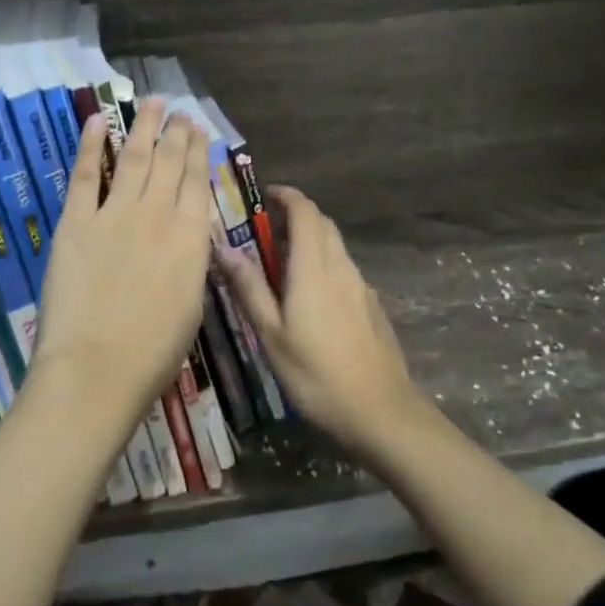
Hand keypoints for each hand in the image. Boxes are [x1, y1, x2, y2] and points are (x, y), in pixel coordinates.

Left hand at [31, 100, 211, 428]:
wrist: (97, 369)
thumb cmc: (154, 351)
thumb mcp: (193, 304)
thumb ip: (191, 262)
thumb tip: (190, 239)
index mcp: (190, 237)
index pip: (197, 181)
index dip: (198, 151)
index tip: (199, 129)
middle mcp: (156, 214)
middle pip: (169, 161)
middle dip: (175, 131)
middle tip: (178, 109)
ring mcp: (114, 214)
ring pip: (132, 158)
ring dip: (143, 127)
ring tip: (152, 102)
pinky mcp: (76, 223)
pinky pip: (84, 175)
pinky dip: (89, 145)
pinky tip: (96, 121)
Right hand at [213, 185, 424, 464]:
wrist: (381, 411)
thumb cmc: (316, 375)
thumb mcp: (272, 335)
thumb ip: (249, 288)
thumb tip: (223, 247)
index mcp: (313, 268)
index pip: (305, 212)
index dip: (287, 196)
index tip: (265, 195)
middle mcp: (340, 266)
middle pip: (322, 223)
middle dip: (296, 215)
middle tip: (266, 230)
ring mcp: (361, 285)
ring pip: (335, 245)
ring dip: (311, 239)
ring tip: (282, 262)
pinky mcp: (371, 304)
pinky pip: (344, 268)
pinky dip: (324, 262)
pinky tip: (311, 295)